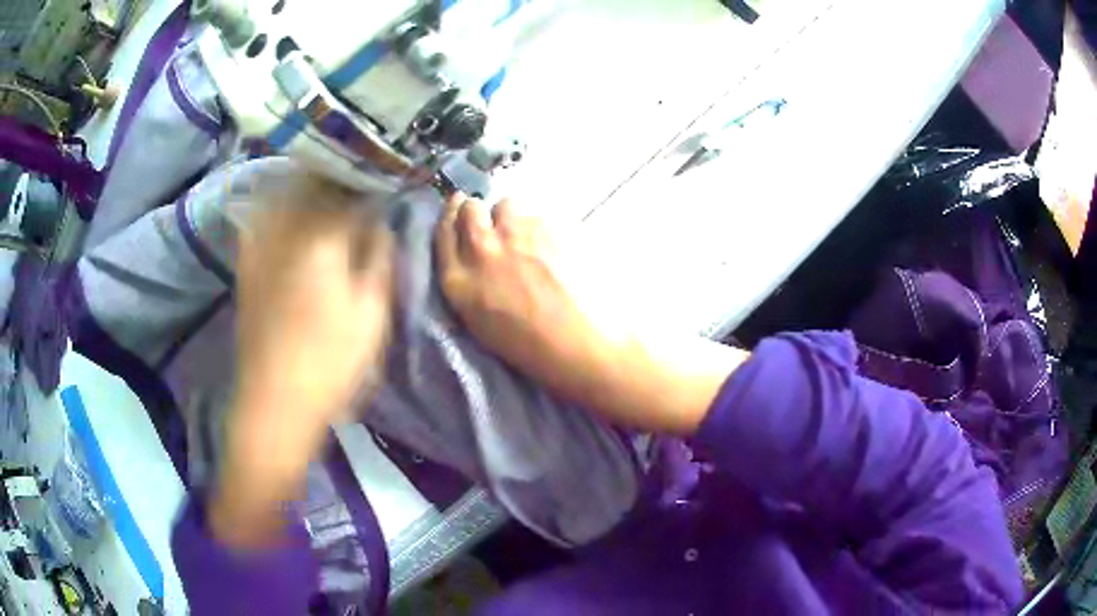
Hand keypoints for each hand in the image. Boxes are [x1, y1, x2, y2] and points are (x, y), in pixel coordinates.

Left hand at [212, 174, 392, 548]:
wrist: (273, 404)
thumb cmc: (330, 363)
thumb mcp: (371, 314)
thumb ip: (377, 260)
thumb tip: (380, 224)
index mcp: (321, 238)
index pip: (349, 189)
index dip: (370, 179)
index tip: (385, 176)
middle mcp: (285, 230)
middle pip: (310, 181)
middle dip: (335, 171)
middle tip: (356, 173)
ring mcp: (260, 247)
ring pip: (281, 194)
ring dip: (305, 181)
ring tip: (324, 182)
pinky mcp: (246, 267)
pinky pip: (259, 219)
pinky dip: (275, 205)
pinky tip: (286, 212)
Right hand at [436, 193, 614, 398]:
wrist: (584, 346)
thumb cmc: (532, 349)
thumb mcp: (481, 322)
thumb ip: (470, 282)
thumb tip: (476, 256)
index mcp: (459, 280)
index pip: (443, 230)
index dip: (450, 215)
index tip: (457, 206)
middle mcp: (483, 248)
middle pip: (470, 208)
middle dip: (479, 212)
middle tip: (495, 225)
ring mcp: (518, 233)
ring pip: (507, 205)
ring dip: (513, 217)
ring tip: (531, 240)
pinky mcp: (551, 225)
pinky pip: (540, 215)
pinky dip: (545, 227)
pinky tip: (560, 251)